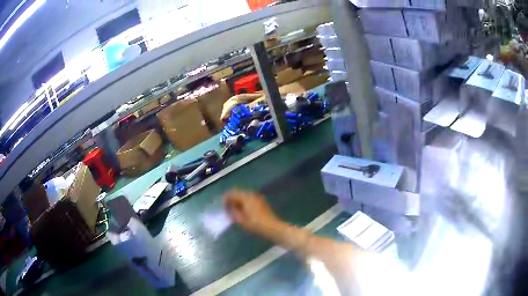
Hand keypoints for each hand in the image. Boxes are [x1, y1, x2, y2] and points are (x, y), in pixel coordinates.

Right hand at [223, 189, 279, 234]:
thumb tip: (229, 209)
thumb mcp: (241, 220)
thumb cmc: (256, 225)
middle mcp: (252, 194)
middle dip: (231, 200)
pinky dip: (244, 204)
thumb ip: (233, 212)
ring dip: (238, 202)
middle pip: (238, 193)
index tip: (223, 208)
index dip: (225, 199)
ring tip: (235, 212)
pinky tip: (243, 213)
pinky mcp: (261, 202)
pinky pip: (249, 199)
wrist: (273, 228)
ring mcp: (258, 197)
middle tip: (228, 210)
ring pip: (244, 196)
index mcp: (246, 197)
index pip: (232, 193)